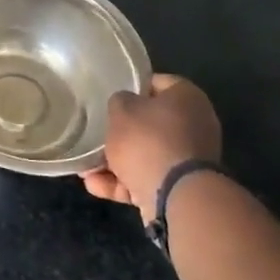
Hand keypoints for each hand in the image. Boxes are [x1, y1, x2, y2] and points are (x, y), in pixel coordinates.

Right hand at [81, 73, 222, 222]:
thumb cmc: (148, 141)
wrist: (176, 197)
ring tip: (86, 166)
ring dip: (115, 161)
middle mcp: (194, 126)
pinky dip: (122, 183)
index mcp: (187, 98)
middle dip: (121, 131)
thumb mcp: (121, 110)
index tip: (110, 95)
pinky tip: (94, 184)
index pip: (157, 83)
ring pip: (145, 154)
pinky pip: (146, 179)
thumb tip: (124, 105)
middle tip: (97, 132)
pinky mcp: (179, 188)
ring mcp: (188, 160)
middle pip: (150, 123)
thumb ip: (120, 101)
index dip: (132, 86)